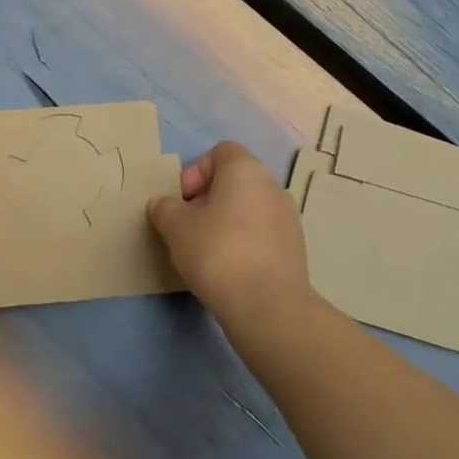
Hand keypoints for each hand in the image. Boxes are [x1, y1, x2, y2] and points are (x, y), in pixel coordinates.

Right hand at [148, 141, 308, 321]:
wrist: (267, 306)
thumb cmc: (217, 252)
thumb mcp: (175, 227)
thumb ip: (164, 208)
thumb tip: (163, 204)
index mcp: (246, 171)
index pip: (220, 152)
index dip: (196, 171)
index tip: (182, 201)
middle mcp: (272, 187)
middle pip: (234, 181)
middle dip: (207, 199)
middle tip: (188, 227)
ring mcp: (288, 219)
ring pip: (248, 209)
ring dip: (225, 222)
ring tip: (205, 251)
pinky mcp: (294, 249)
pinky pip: (261, 234)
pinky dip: (243, 243)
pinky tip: (227, 269)